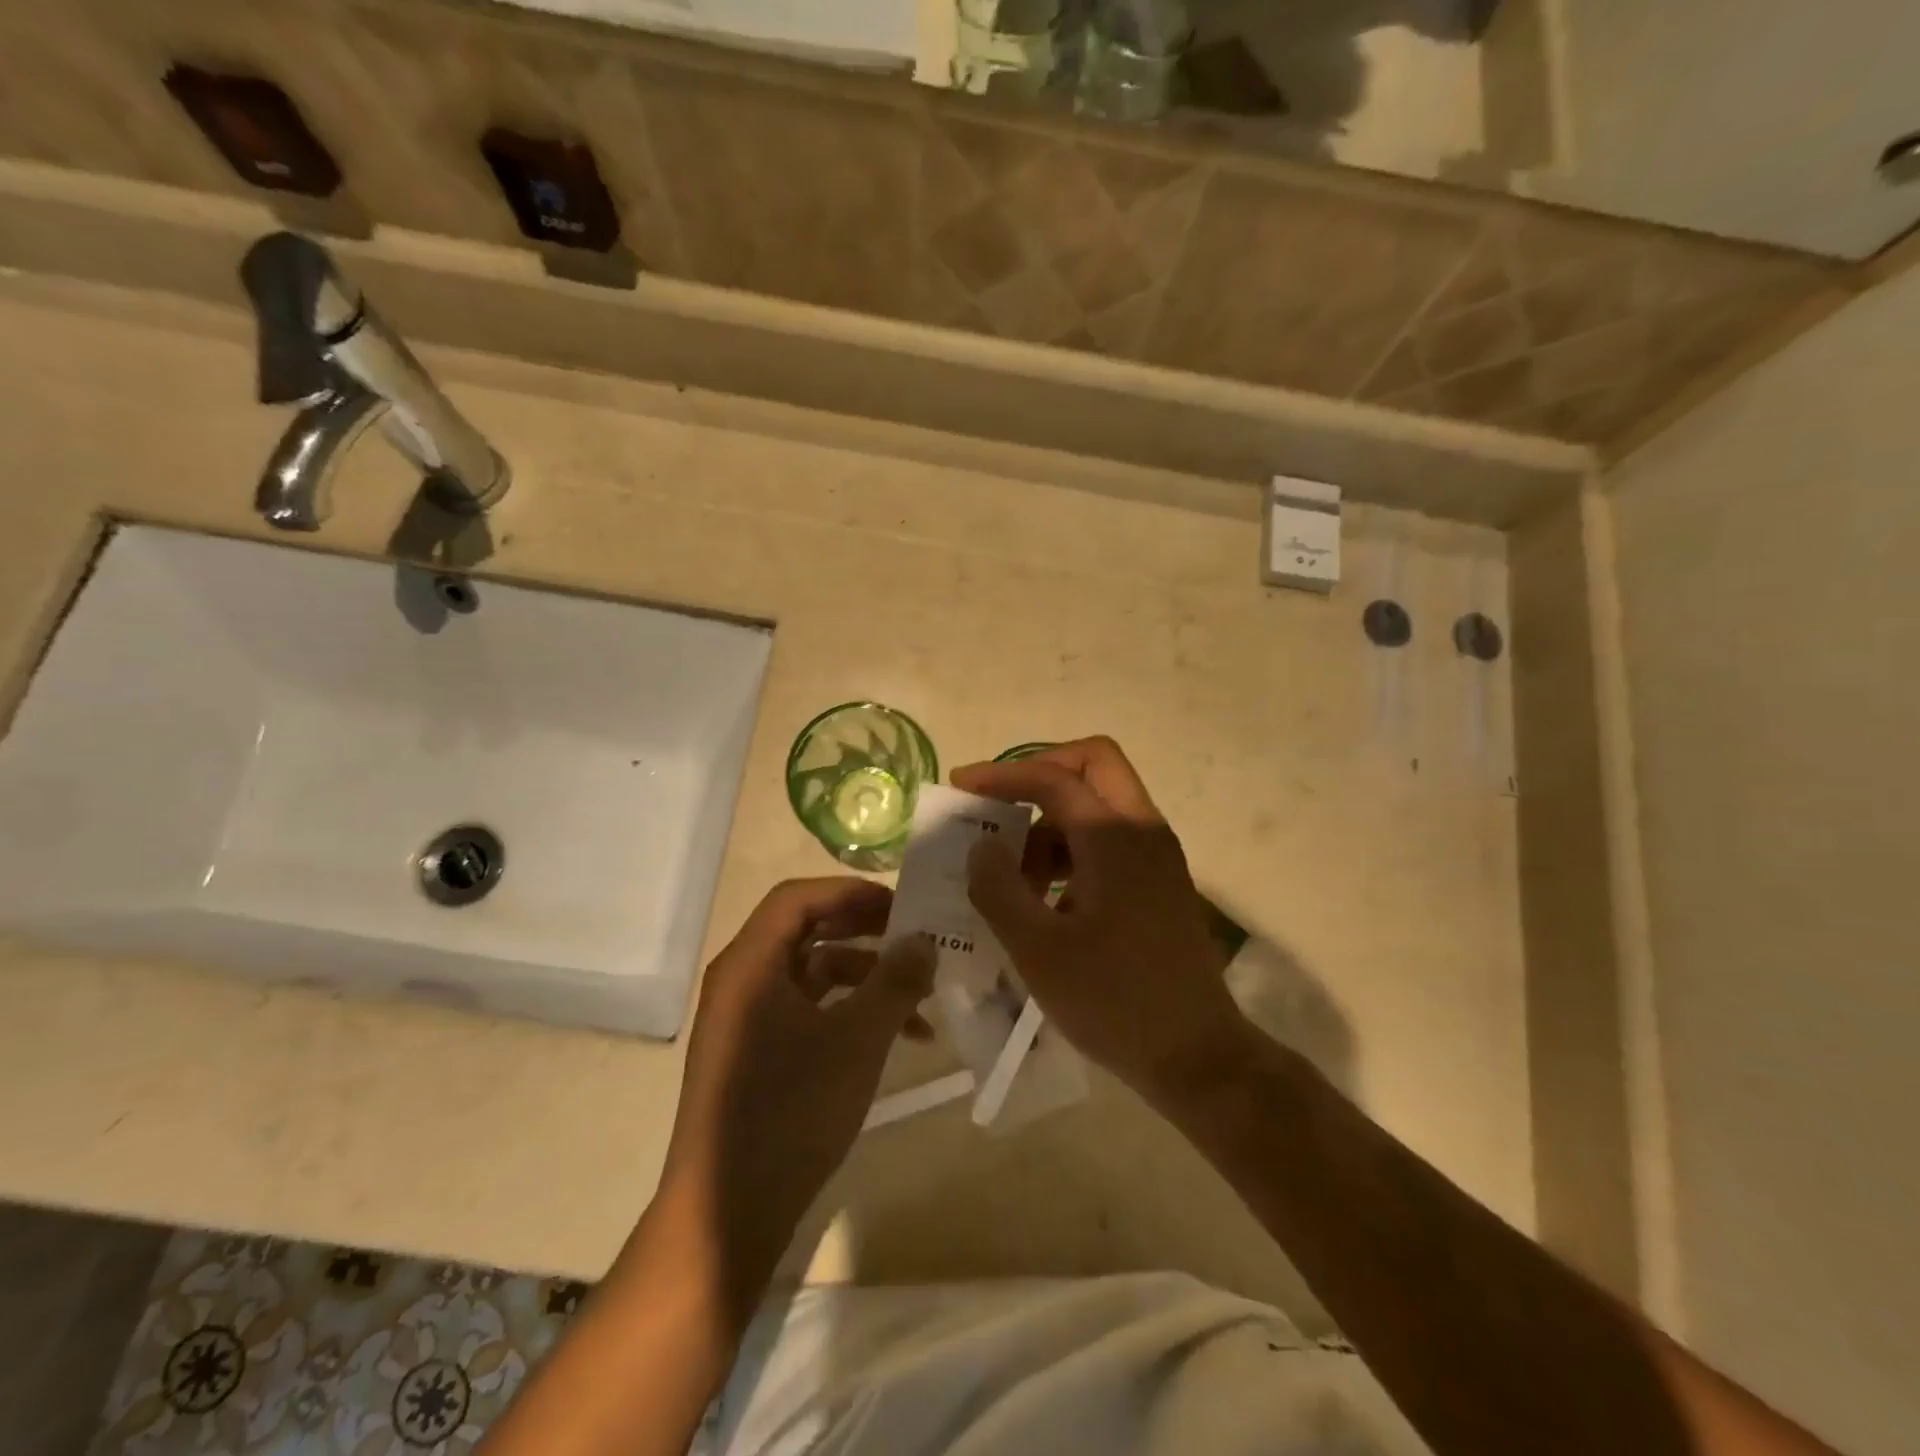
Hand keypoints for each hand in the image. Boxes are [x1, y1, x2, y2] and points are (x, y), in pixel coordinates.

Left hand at [658, 878, 934, 1313]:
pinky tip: (896, 1036)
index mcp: (750, 964)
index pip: (798, 897)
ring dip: (865, 976)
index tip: (901, 904)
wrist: (727, 1216)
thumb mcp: (857, 1041)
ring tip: (920, 994)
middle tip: (914, 935)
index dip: (851, 892)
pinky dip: (848, 1011)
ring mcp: (745, 1020)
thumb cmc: (791, 1112)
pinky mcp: (755, 1054)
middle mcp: (741, 981)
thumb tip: (925, 940)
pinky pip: (805, 1010)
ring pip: (811, 973)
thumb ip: (895, 982)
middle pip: (806, 930)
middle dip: (864, 930)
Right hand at [951, 737, 1247, 1098]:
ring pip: (1100, 806)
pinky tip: (1045, 900)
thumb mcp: (1038, 950)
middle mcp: (1143, 831)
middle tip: (998, 803)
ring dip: (1052, 823)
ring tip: (1013, 876)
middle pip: (1093, 765)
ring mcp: (1157, 857)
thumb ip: (999, 889)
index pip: (1054, 778)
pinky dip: (1071, 850)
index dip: (1003, 775)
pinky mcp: (1160, 883)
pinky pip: (1110, 841)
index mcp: (1114, 838)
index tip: (961, 785)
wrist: (1197, 1056)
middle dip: (1040, 773)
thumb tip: (982, 846)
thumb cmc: (1114, 1001)